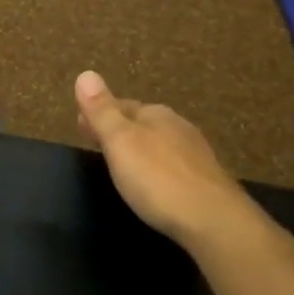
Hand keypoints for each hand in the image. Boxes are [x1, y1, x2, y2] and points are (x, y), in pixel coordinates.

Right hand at [75, 70, 239, 246]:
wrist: (213, 220)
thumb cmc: (158, 179)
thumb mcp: (120, 142)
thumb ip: (102, 111)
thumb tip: (86, 74)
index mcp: (155, 115)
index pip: (120, 105)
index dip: (98, 114)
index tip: (80, 125)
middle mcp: (178, 127)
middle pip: (140, 123)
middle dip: (119, 130)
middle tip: (96, 142)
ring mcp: (195, 154)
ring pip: (158, 143)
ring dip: (138, 149)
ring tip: (121, 163)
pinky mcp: (205, 180)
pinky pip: (172, 165)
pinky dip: (156, 167)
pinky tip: (152, 182)